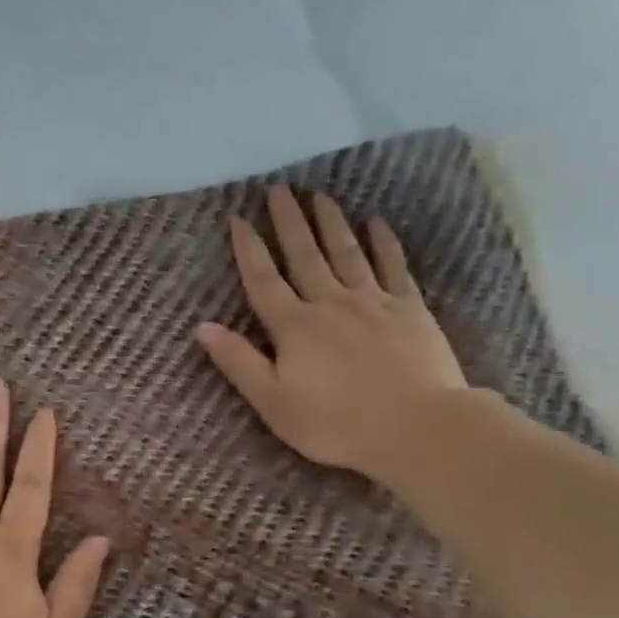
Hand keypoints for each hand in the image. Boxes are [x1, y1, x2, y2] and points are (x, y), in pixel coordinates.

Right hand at [196, 187, 468, 480]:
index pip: (263, 281)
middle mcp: (330, 303)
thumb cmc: (335, 423)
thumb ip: (238, 361)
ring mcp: (372, 302)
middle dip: (289, 222)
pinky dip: (383, 243)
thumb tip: (202, 327)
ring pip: (346, 253)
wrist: (416, 427)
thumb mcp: (272, 402)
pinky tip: (377, 223)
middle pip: (304, 256)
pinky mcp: (409, 309)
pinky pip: (393, 267)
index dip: (249, 250)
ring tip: (320, 195)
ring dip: (330, 223)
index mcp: (294, 327)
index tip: (238, 219)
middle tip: (279, 190)